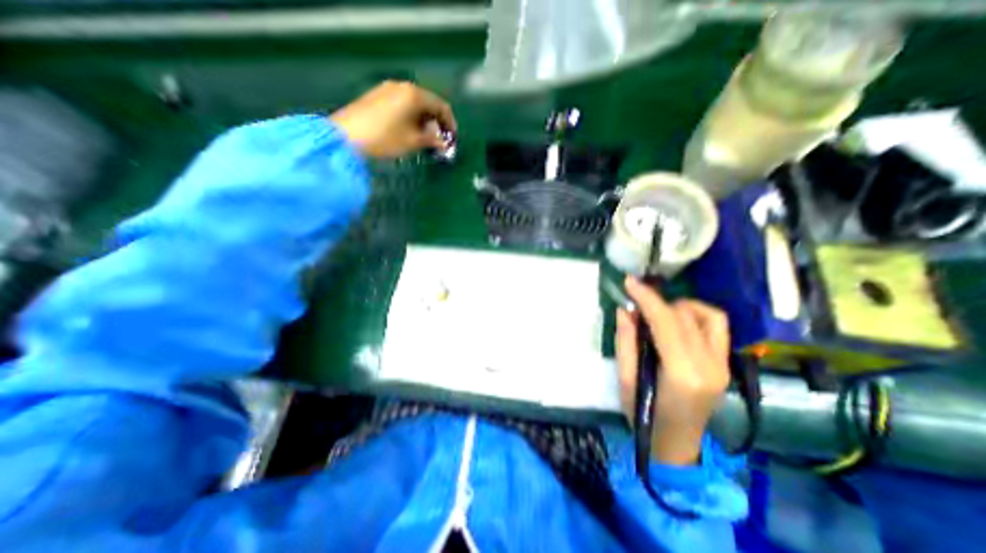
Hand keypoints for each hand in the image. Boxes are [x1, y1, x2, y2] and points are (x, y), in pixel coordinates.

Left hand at [328, 80, 455, 157]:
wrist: (346, 136)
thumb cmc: (385, 138)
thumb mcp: (413, 141)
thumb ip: (432, 140)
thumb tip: (444, 143)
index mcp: (414, 95)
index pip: (441, 106)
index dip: (450, 123)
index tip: (452, 139)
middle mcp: (402, 87)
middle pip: (428, 103)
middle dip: (436, 122)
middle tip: (439, 140)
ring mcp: (387, 89)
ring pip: (414, 104)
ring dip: (424, 120)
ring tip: (425, 138)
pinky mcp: (377, 96)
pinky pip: (402, 104)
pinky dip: (411, 117)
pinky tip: (409, 131)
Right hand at [613, 278, 729, 463]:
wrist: (676, 445)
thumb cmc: (643, 417)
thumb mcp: (625, 379)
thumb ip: (626, 341)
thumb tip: (625, 310)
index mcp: (682, 374)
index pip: (666, 323)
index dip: (647, 298)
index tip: (629, 281)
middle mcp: (710, 365)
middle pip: (684, 317)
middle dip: (656, 301)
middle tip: (635, 300)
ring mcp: (722, 365)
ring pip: (707, 316)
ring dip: (678, 306)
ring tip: (656, 312)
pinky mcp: (725, 364)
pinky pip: (716, 326)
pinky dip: (697, 314)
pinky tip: (678, 320)